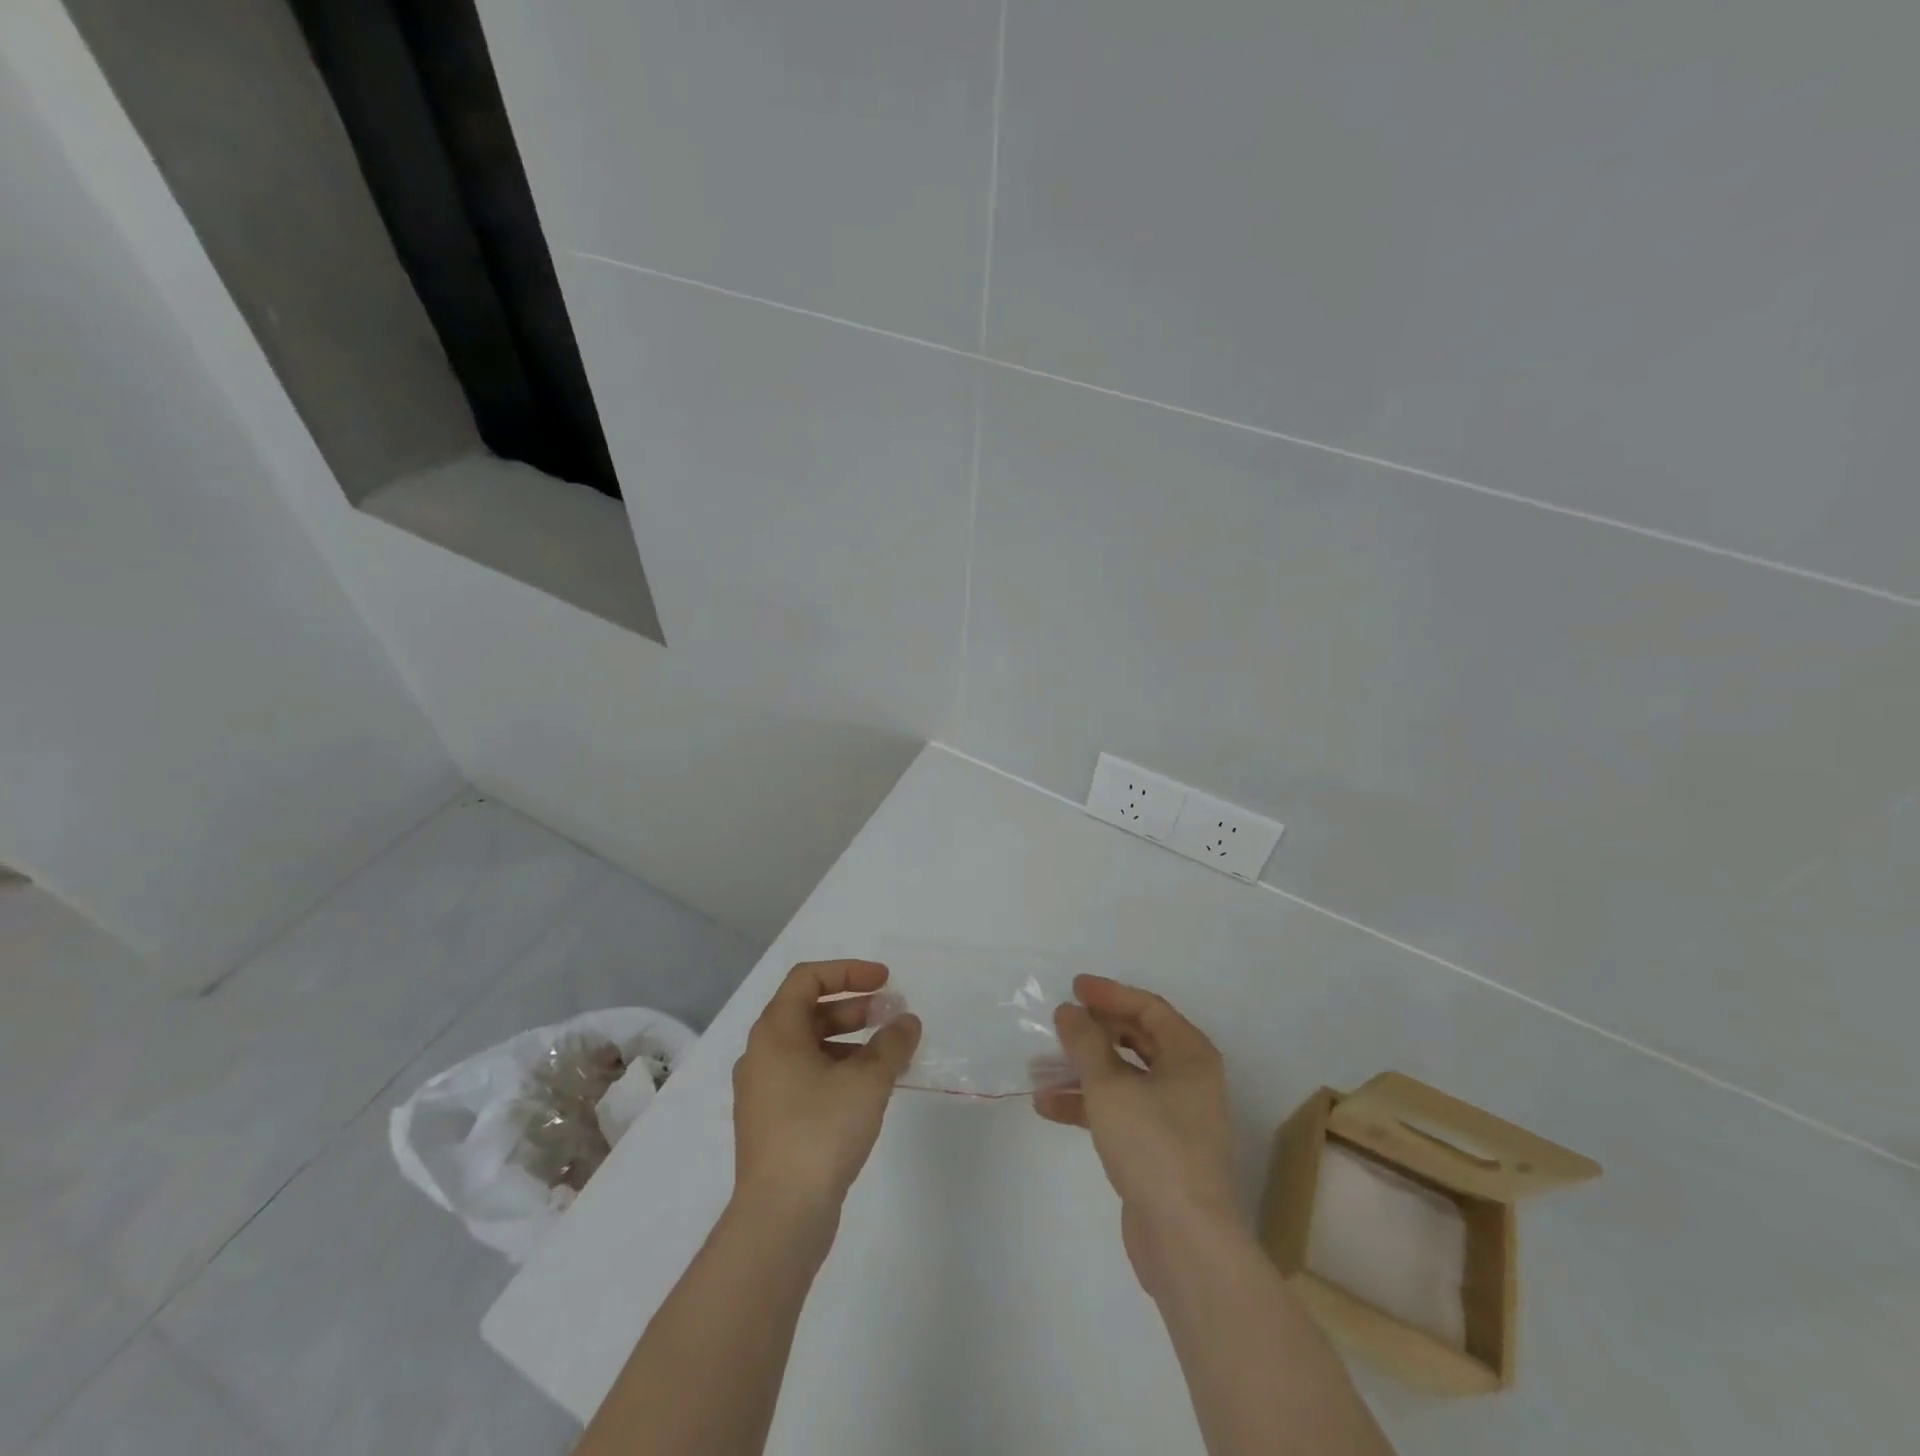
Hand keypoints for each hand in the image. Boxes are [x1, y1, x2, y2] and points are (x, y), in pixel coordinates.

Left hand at [731, 960, 921, 1215]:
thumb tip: (907, 1021)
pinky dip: (838, 1070)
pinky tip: (869, 1090)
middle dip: (854, 1007)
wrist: (779, 1217)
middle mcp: (762, 1054)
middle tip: (891, 1014)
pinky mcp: (771, 1122)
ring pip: (809, 1047)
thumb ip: (892, 1044)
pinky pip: (806, 1077)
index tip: (885, 981)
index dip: (848, 971)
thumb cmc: (820, 1132)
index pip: (807, 978)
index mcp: (775, 1032)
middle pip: (808, 1011)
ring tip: (889, 1055)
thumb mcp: (867, 1081)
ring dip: (850, 1040)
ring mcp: (763, 1091)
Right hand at [1036, 975, 1243, 1292]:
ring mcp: (1175, 1117)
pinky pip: (1121, 1110)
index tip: (1073, 988)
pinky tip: (1049, 1106)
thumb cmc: (1153, 1146)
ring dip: (1084, 1070)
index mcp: (1191, 1055)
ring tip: (1040, 1068)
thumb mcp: (1110, 1086)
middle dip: (1094, 1033)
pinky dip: (1089, 1104)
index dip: (1109, 994)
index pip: (1148, 1007)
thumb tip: (1069, 1011)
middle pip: (1137, 1040)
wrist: (1186, 1241)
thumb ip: (1085, 1042)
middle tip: (1059, 1025)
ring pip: (1124, 1078)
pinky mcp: (1159, 1150)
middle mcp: (1189, 1079)